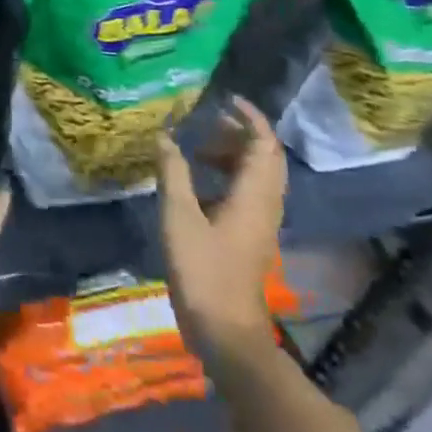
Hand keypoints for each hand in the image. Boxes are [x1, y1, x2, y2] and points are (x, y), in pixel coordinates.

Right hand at [157, 95, 286, 369]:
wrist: (226, 332)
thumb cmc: (203, 271)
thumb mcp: (178, 217)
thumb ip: (173, 173)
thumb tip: (165, 136)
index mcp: (254, 195)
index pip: (263, 143)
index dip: (249, 117)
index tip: (224, 99)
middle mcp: (266, 204)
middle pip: (265, 157)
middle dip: (240, 133)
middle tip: (207, 122)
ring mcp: (262, 223)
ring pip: (258, 175)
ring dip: (233, 155)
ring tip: (198, 149)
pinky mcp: (252, 237)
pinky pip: (249, 193)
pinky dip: (229, 176)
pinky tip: (199, 183)